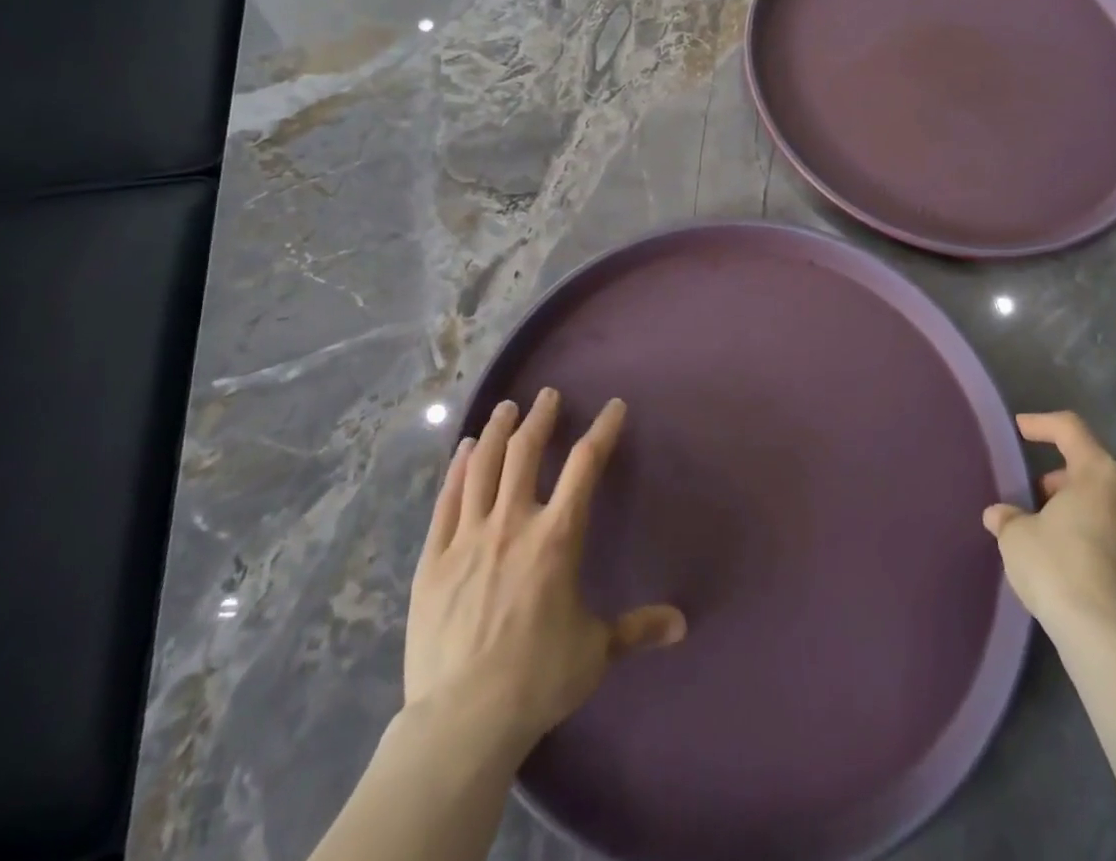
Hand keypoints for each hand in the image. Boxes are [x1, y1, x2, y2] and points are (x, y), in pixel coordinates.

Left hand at [404, 390, 685, 758]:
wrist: (462, 720)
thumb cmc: (537, 679)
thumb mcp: (595, 652)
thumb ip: (637, 629)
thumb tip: (681, 624)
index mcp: (557, 537)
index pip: (585, 465)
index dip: (602, 430)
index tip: (613, 407)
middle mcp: (513, 523)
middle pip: (525, 452)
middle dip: (540, 418)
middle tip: (547, 396)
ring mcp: (468, 537)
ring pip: (482, 466)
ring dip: (496, 431)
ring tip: (505, 408)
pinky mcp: (434, 558)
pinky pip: (447, 500)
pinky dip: (457, 469)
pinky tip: (463, 450)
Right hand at [982, 411, 1115, 645]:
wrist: (1111, 641)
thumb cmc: (1058, 568)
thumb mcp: (1017, 538)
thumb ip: (1009, 518)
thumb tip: (1001, 515)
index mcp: (1099, 474)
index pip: (1069, 429)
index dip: (1042, 424)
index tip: (1021, 429)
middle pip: (1094, 471)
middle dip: (1063, 481)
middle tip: (1037, 500)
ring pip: (1113, 507)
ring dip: (1085, 512)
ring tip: (1057, 536)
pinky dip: (1105, 543)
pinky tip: (1082, 568)